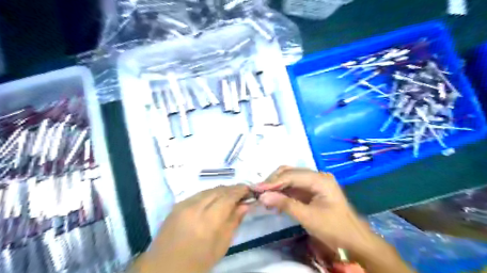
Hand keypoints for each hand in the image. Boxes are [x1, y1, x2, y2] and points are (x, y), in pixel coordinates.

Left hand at [134, 184, 250, 271]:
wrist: (163, 269)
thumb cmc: (197, 263)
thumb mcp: (221, 246)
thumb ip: (233, 222)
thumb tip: (245, 205)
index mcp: (207, 221)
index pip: (227, 197)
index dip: (240, 191)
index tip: (249, 189)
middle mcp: (195, 208)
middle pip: (218, 190)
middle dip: (232, 189)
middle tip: (242, 191)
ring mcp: (184, 204)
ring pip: (208, 190)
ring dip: (221, 190)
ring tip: (231, 194)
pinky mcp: (177, 205)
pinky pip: (198, 194)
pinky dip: (210, 194)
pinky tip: (215, 199)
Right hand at [251, 166, 413, 272]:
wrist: (354, 241)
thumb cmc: (334, 229)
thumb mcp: (308, 217)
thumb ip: (285, 204)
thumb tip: (262, 197)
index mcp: (320, 179)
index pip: (291, 175)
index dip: (272, 182)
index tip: (256, 189)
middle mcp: (317, 176)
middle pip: (290, 173)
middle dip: (273, 182)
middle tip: (258, 192)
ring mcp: (314, 182)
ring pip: (290, 178)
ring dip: (277, 186)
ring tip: (263, 196)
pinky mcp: (312, 190)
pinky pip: (294, 187)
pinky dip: (283, 192)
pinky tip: (274, 200)